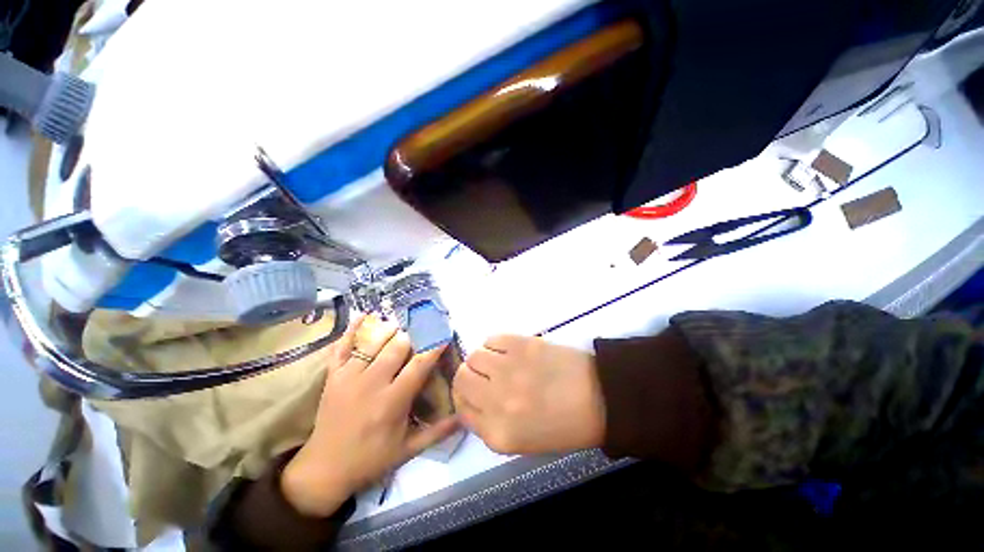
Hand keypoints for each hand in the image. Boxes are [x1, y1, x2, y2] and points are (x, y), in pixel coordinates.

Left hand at [281, 315, 458, 516]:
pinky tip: (364, 315)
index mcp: (391, 402)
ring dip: (389, 331)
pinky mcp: (333, 376)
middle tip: (422, 332)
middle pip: (396, 348)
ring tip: (401, 326)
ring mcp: (349, 377)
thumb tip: (464, 417)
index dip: (433, 349)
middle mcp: (371, 384)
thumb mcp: (408, 450)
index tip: (443, 336)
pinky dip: (352, 330)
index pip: (418, 366)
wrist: (324, 468)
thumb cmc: (371, 459)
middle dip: (412, 337)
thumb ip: (437, 432)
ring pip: (373, 343)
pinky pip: (342, 347)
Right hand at [452, 335, 604, 454]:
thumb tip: (471, 400)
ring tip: (500, 362)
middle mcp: (497, 401)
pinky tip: (509, 352)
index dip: (464, 398)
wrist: (599, 398)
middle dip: (469, 377)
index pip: (461, 410)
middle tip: (485, 375)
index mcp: (498, 434)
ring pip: (474, 356)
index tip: (474, 392)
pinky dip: (495, 345)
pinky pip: (492, 339)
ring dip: (483, 359)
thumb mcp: (521, 441)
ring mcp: (509, 369)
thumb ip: (488, 424)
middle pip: (462, 379)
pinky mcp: (521, 344)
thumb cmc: (563, 425)